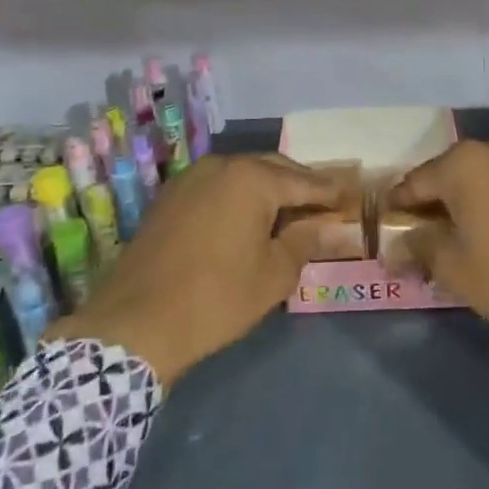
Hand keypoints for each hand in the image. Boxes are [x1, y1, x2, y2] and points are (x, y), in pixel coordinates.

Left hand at [45, 153, 342, 387]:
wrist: (136, 322)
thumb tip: (327, 225)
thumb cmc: (216, 298)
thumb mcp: (274, 274)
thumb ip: (305, 241)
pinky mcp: (169, 197)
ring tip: (289, 212)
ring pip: (242, 175)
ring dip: (268, 189)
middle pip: (272, 169)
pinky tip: (248, 219)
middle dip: (300, 185)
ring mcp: (190, 178)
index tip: (352, 196)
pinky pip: (217, 187)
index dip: (330, 192)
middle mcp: (221, 166)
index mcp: (252, 179)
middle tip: (324, 204)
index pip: (304, 181)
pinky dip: (239, 197)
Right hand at [390, 134, 488, 380]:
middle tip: (426, 232)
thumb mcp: (456, 269)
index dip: (400, 205)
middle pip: (453, 173)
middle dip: (437, 200)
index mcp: (467, 162)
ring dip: (472, 198)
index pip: (417, 181)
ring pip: (488, 175)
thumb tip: (397, 243)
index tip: (388, 224)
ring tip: (465, 232)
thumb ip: (420, 247)